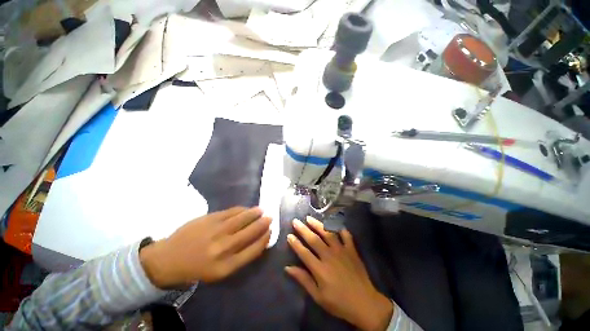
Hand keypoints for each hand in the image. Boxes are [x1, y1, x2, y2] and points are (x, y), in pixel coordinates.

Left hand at [140, 207, 270, 287]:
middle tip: (269, 218)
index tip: (270, 232)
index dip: (265, 239)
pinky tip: (246, 209)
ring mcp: (216, 231)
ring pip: (243, 218)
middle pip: (251, 232)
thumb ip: (240, 256)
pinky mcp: (210, 219)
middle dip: (263, 224)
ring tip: (261, 210)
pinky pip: (232, 212)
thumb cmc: (197, 268)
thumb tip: (259, 240)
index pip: (254, 250)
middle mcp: (223, 248)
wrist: (168, 259)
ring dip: (255, 213)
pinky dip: (242, 209)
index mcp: (227, 266)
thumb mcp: (220, 271)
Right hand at [286, 217, 393, 330]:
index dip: (295, 243)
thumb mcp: (318, 296)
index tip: (289, 235)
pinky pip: (345, 235)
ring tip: (309, 218)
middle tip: (295, 221)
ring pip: (327, 233)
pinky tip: (334, 222)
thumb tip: (288, 268)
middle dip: (303, 229)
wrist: (365, 303)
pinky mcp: (351, 250)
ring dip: (317, 224)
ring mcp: (341, 251)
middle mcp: (329, 256)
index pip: (304, 252)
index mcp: (320, 269)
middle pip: (314, 239)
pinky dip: (340, 228)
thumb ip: (303, 280)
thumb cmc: (339, 302)